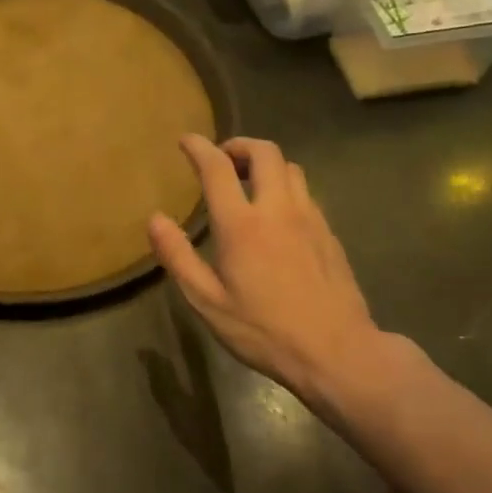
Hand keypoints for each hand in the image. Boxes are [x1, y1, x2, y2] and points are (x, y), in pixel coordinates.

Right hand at [148, 135, 390, 414]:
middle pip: (264, 152)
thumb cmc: (264, 331)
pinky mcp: (329, 233)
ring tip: (248, 181)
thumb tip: (154, 220)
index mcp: (242, 225)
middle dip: (238, 145)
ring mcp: (310, 218)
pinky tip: (276, 213)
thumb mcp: (208, 302)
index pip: (217, 168)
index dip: (199, 148)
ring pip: (290, 168)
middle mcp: (278, 210)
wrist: (337, 351)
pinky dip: (284, 186)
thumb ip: (178, 257)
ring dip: (265, 163)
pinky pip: (305, 192)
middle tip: (221, 158)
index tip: (186, 141)